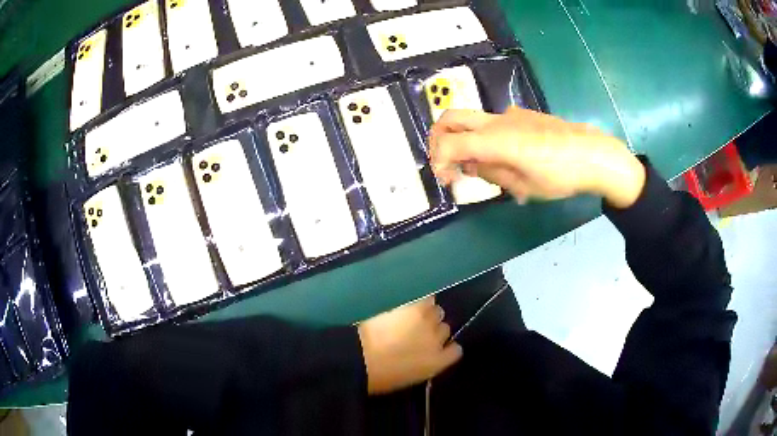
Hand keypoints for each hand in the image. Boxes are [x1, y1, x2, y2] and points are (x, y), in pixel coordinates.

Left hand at [358, 297, 461, 394]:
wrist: (361, 358)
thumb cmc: (380, 377)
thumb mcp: (409, 378)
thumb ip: (424, 365)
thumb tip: (424, 357)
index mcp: (437, 363)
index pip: (455, 351)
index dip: (446, 348)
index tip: (435, 348)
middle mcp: (438, 342)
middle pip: (445, 330)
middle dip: (433, 331)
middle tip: (418, 333)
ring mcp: (427, 323)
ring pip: (438, 313)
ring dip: (428, 316)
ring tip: (414, 318)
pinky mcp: (415, 308)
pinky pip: (428, 300)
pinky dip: (423, 302)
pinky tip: (412, 306)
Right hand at [429, 107, 645, 207]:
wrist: (593, 155)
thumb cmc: (560, 176)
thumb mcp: (523, 186)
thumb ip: (491, 173)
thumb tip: (470, 166)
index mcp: (496, 141)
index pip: (450, 144)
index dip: (439, 162)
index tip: (446, 180)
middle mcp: (497, 122)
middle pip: (451, 117)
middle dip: (438, 138)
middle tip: (444, 161)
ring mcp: (510, 115)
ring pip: (472, 121)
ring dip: (464, 140)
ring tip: (480, 168)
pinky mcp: (522, 115)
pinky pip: (493, 124)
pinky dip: (485, 139)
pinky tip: (504, 158)